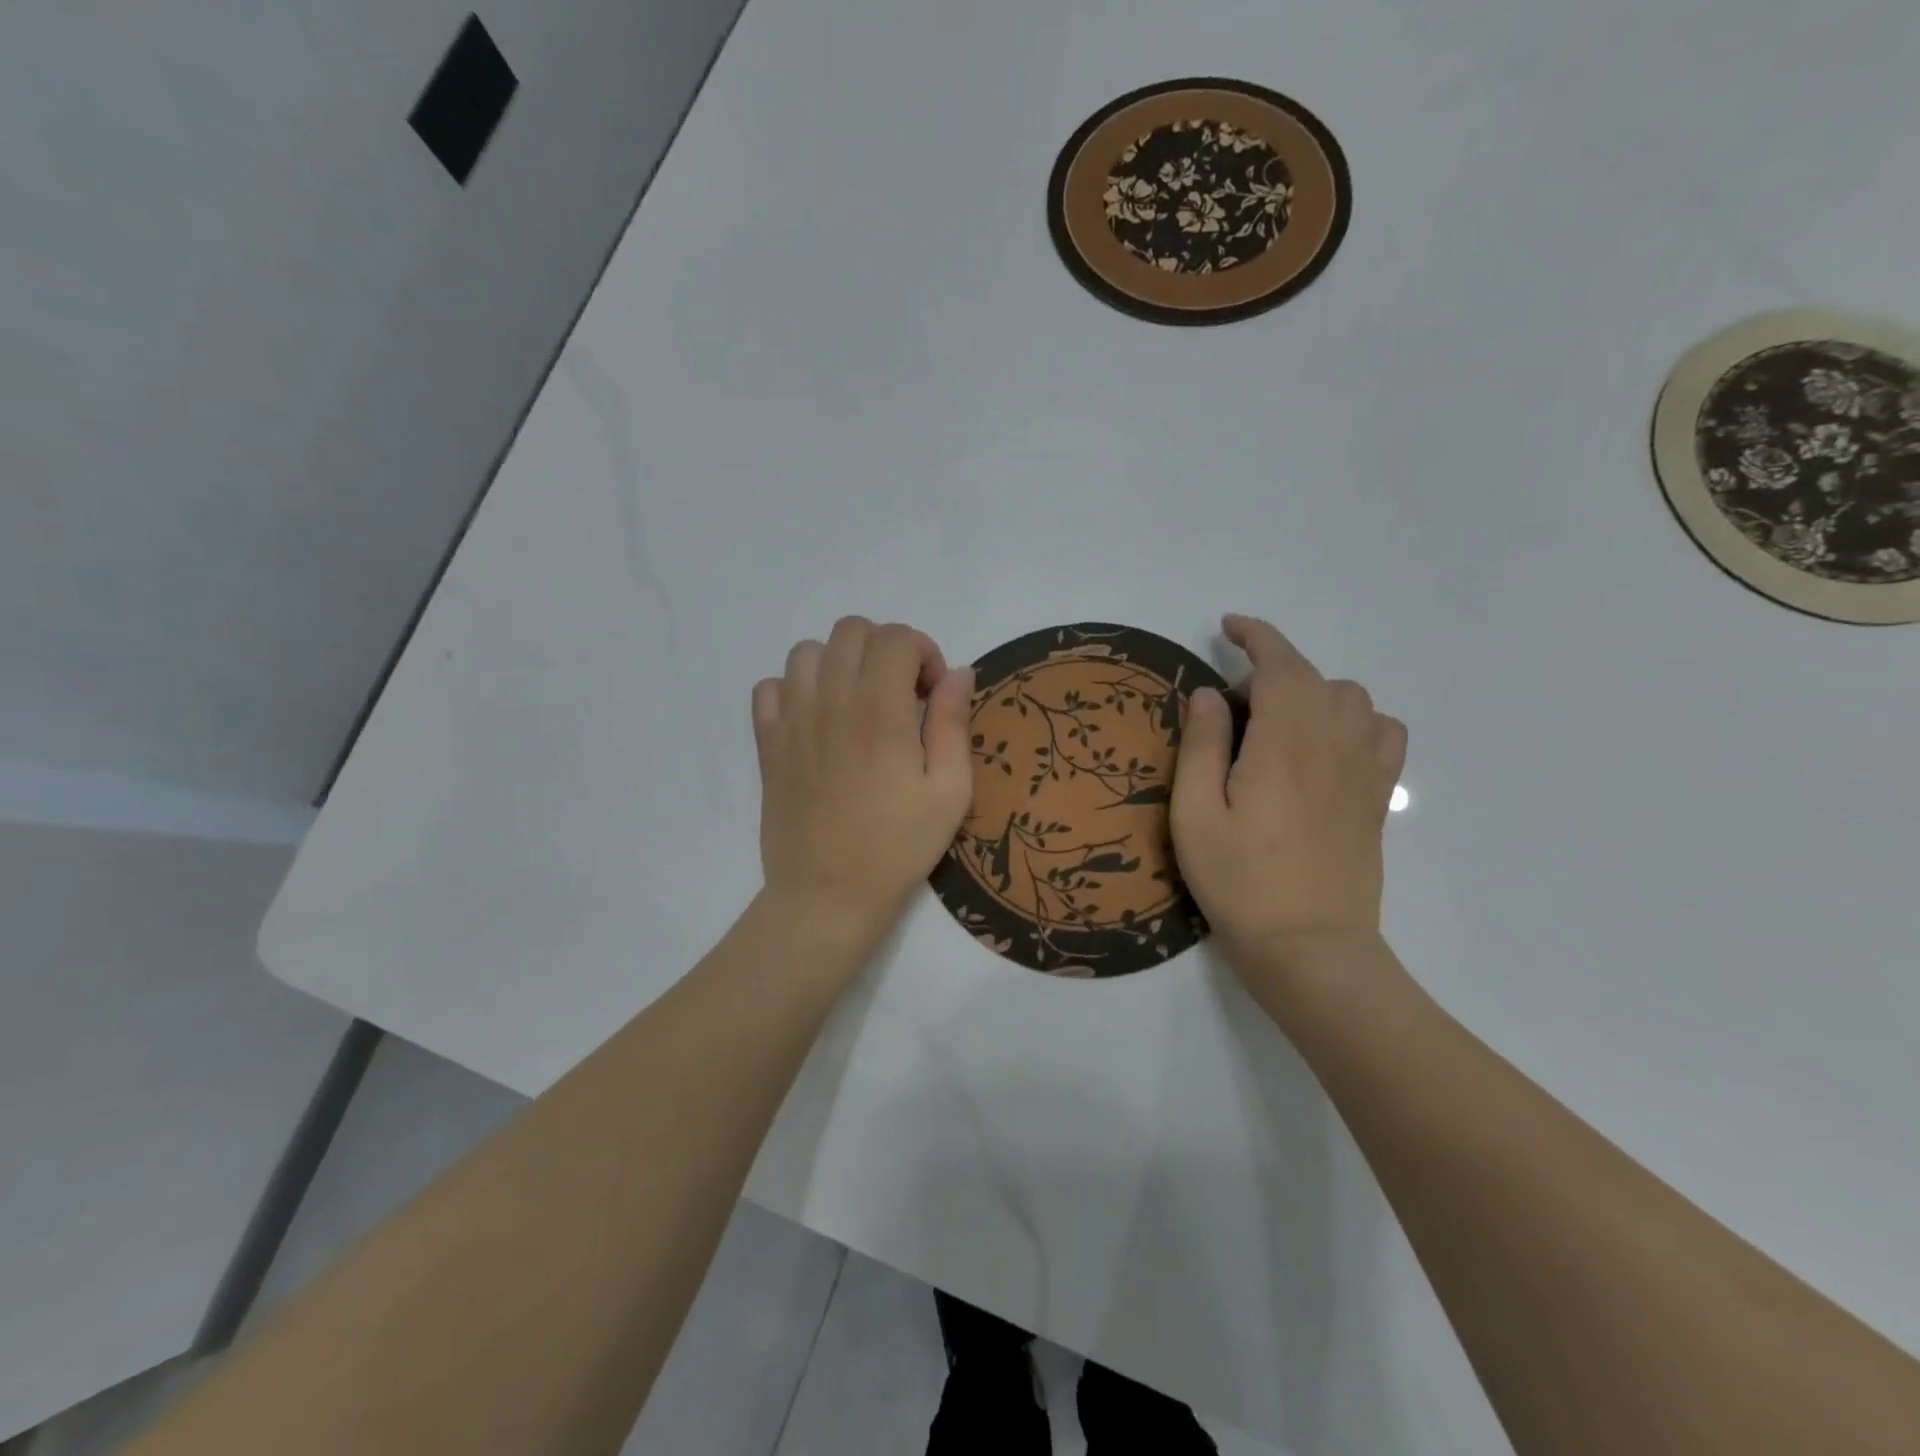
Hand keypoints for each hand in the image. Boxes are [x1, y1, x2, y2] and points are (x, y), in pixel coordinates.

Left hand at [753, 617, 974, 943]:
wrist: (827, 895)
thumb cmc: (898, 847)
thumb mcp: (950, 791)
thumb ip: (953, 722)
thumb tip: (958, 672)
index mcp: (880, 711)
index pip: (896, 637)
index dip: (924, 653)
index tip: (932, 694)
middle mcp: (830, 701)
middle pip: (851, 631)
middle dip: (885, 649)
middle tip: (900, 695)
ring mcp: (791, 720)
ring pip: (807, 651)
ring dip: (839, 664)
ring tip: (858, 703)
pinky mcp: (767, 743)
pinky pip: (770, 687)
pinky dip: (795, 689)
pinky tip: (816, 720)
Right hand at [1171, 614, 1405, 969]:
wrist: (1309, 947)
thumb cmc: (1239, 881)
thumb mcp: (1194, 814)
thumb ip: (1201, 745)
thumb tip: (1210, 693)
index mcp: (1283, 742)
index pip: (1279, 664)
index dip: (1256, 635)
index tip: (1228, 626)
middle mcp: (1333, 743)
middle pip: (1312, 677)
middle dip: (1269, 673)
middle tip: (1229, 714)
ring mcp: (1365, 770)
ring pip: (1350, 698)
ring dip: (1310, 693)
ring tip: (1277, 727)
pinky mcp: (1378, 797)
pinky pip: (1384, 731)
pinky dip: (1357, 719)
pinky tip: (1329, 747)